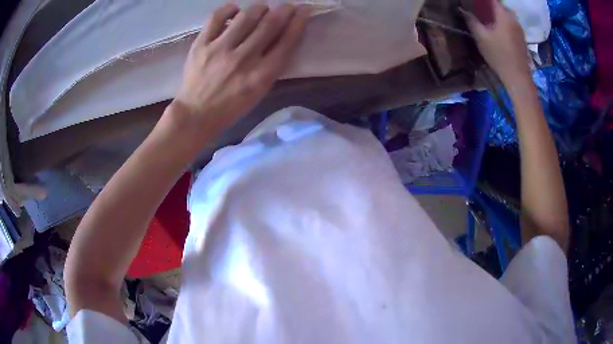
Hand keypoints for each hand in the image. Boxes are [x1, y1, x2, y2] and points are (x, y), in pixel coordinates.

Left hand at [172, 4, 309, 128]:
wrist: (196, 114)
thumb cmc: (231, 107)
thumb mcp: (259, 92)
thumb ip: (272, 65)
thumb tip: (282, 36)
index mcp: (261, 75)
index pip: (287, 41)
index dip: (299, 21)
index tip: (303, 10)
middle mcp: (243, 59)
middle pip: (270, 24)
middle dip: (284, 10)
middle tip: (287, 6)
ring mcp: (220, 49)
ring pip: (246, 16)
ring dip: (259, 8)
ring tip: (261, 9)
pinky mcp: (201, 45)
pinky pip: (216, 17)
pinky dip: (229, 9)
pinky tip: (235, 10)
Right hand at [462, 0, 530, 85]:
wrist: (518, 77)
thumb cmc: (499, 56)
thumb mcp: (481, 38)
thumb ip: (472, 21)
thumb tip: (463, 10)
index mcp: (503, 15)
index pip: (493, 0)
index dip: (484, 1)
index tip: (476, 3)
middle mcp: (513, 19)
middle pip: (501, 7)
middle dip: (491, 7)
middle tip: (482, 12)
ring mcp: (519, 30)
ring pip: (507, 16)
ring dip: (498, 16)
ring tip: (490, 22)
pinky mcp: (522, 39)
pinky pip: (512, 25)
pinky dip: (505, 24)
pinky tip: (499, 32)